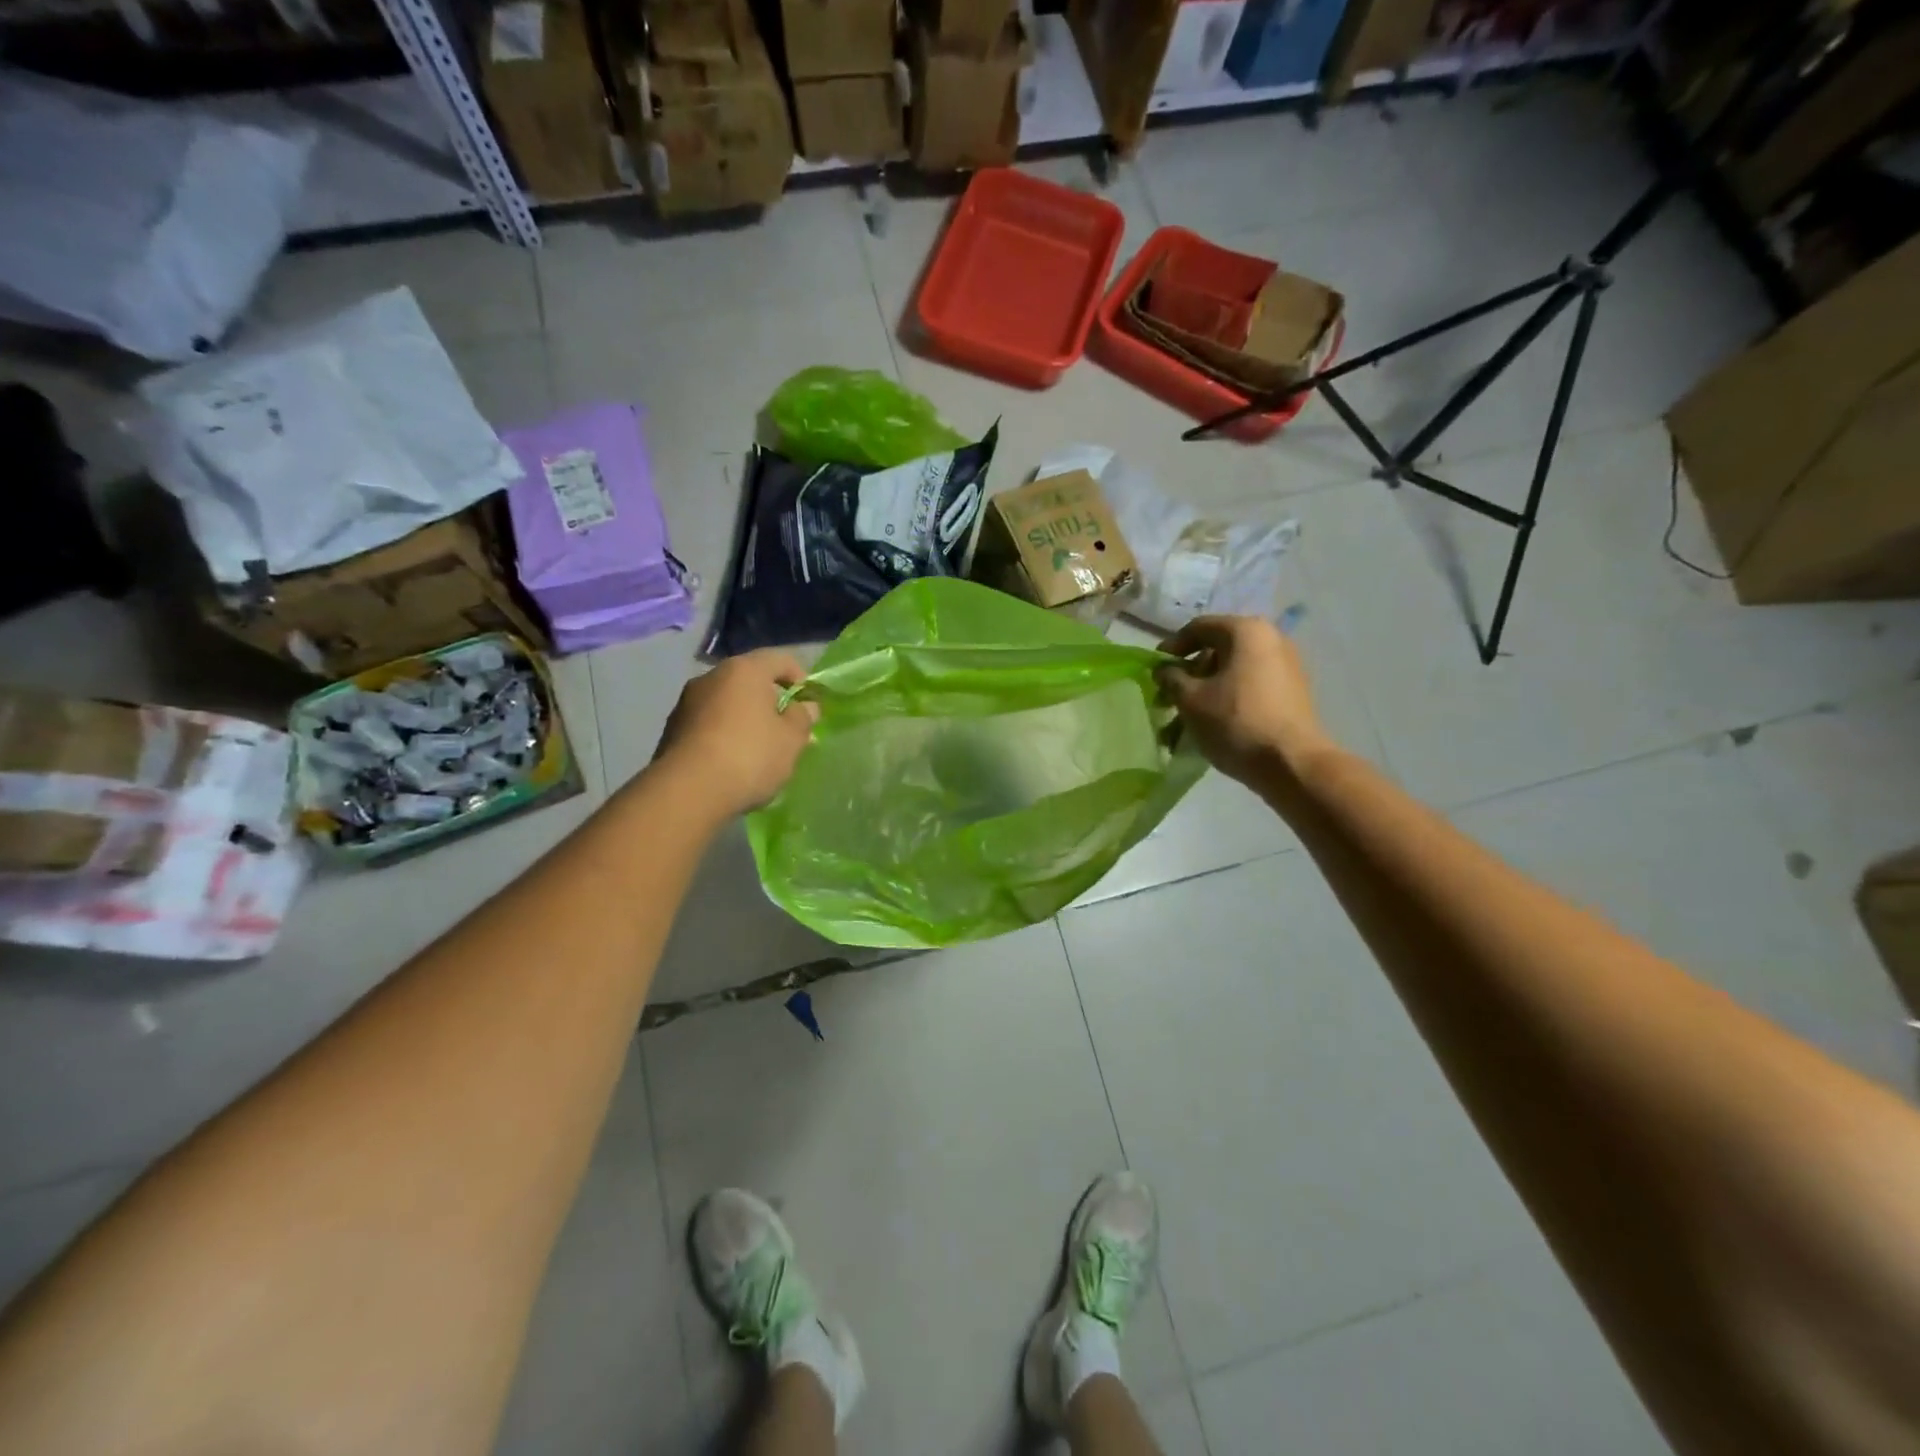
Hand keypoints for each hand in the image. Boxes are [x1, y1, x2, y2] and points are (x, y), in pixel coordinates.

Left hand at [653, 650, 818, 816]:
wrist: (687, 792)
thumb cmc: (749, 756)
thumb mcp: (791, 740)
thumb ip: (802, 718)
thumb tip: (805, 707)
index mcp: (744, 670)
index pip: (780, 659)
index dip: (800, 678)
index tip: (809, 705)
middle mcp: (711, 677)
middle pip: (750, 681)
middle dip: (771, 702)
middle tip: (786, 730)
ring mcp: (686, 703)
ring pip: (727, 704)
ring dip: (745, 720)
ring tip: (759, 751)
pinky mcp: (671, 730)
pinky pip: (708, 725)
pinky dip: (724, 735)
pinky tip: (732, 763)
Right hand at [1155, 616, 1332, 787]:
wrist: (1292, 763)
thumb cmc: (1235, 722)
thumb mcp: (1190, 700)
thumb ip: (1171, 678)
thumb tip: (1165, 670)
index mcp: (1246, 631)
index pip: (1199, 627)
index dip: (1172, 646)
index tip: (1156, 669)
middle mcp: (1271, 639)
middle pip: (1218, 649)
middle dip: (1190, 673)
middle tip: (1170, 696)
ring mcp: (1286, 665)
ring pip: (1234, 670)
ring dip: (1207, 689)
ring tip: (1188, 716)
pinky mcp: (1293, 691)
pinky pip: (1251, 685)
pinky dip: (1228, 697)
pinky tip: (1213, 722)